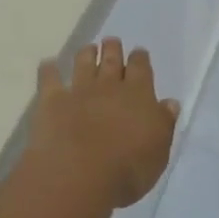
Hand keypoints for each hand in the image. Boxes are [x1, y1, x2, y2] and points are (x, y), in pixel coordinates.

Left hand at [28, 39, 179, 208]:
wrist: (79, 175)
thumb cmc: (128, 169)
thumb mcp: (159, 151)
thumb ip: (164, 124)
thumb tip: (170, 103)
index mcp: (139, 95)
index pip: (141, 68)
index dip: (140, 58)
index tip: (138, 52)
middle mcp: (109, 86)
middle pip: (112, 59)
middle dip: (112, 49)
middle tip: (111, 42)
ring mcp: (79, 90)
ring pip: (83, 62)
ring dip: (86, 53)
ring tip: (88, 48)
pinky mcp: (52, 101)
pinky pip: (49, 78)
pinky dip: (48, 69)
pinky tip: (48, 64)